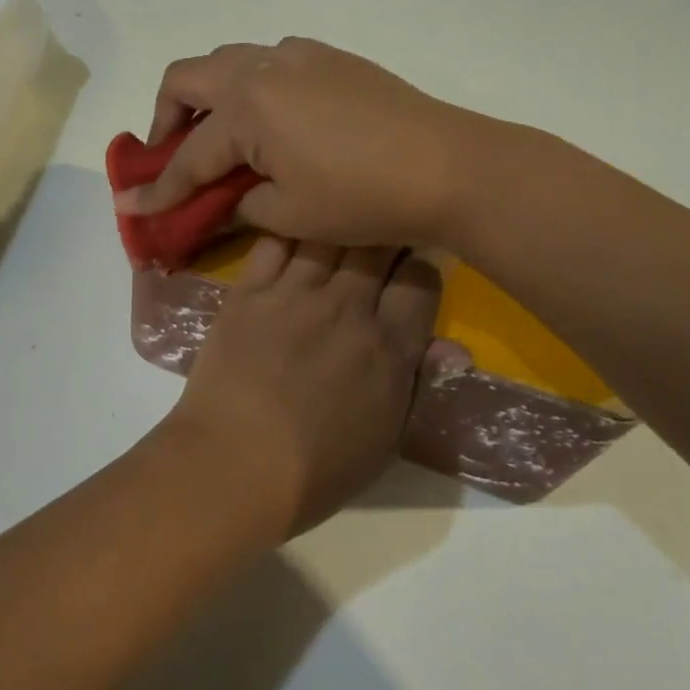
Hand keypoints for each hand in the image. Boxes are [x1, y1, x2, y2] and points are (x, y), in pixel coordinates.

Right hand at [116, 38, 480, 248]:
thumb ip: (237, 204)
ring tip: (217, 132)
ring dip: (208, 93)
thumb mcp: (289, 214)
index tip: (130, 206)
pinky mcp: (328, 56)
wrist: (448, 165)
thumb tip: (210, 206)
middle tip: (171, 153)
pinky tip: (271, 117)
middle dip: (166, 116)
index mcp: (246, 107)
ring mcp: (298, 55)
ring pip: (228, 59)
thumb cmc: (362, 197)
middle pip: (187, 78)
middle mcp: (262, 67)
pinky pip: (270, 58)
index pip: (188, 155)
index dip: (159, 189)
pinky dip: (251, 83)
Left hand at [159, 238, 440, 539]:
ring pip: (324, 234)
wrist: (234, 463)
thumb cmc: (316, 470)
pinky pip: (273, 244)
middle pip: (375, 247)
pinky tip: (289, 228)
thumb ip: (417, 384)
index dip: (422, 267)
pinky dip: (286, 232)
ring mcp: (294, 294)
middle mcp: (346, 308)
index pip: (420, 282)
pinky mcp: (249, 291)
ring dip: (335, 224)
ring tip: (334, 218)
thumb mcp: (385, 440)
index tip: (413, 266)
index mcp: (388, 347)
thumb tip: (454, 349)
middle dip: (382, 232)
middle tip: (377, 230)